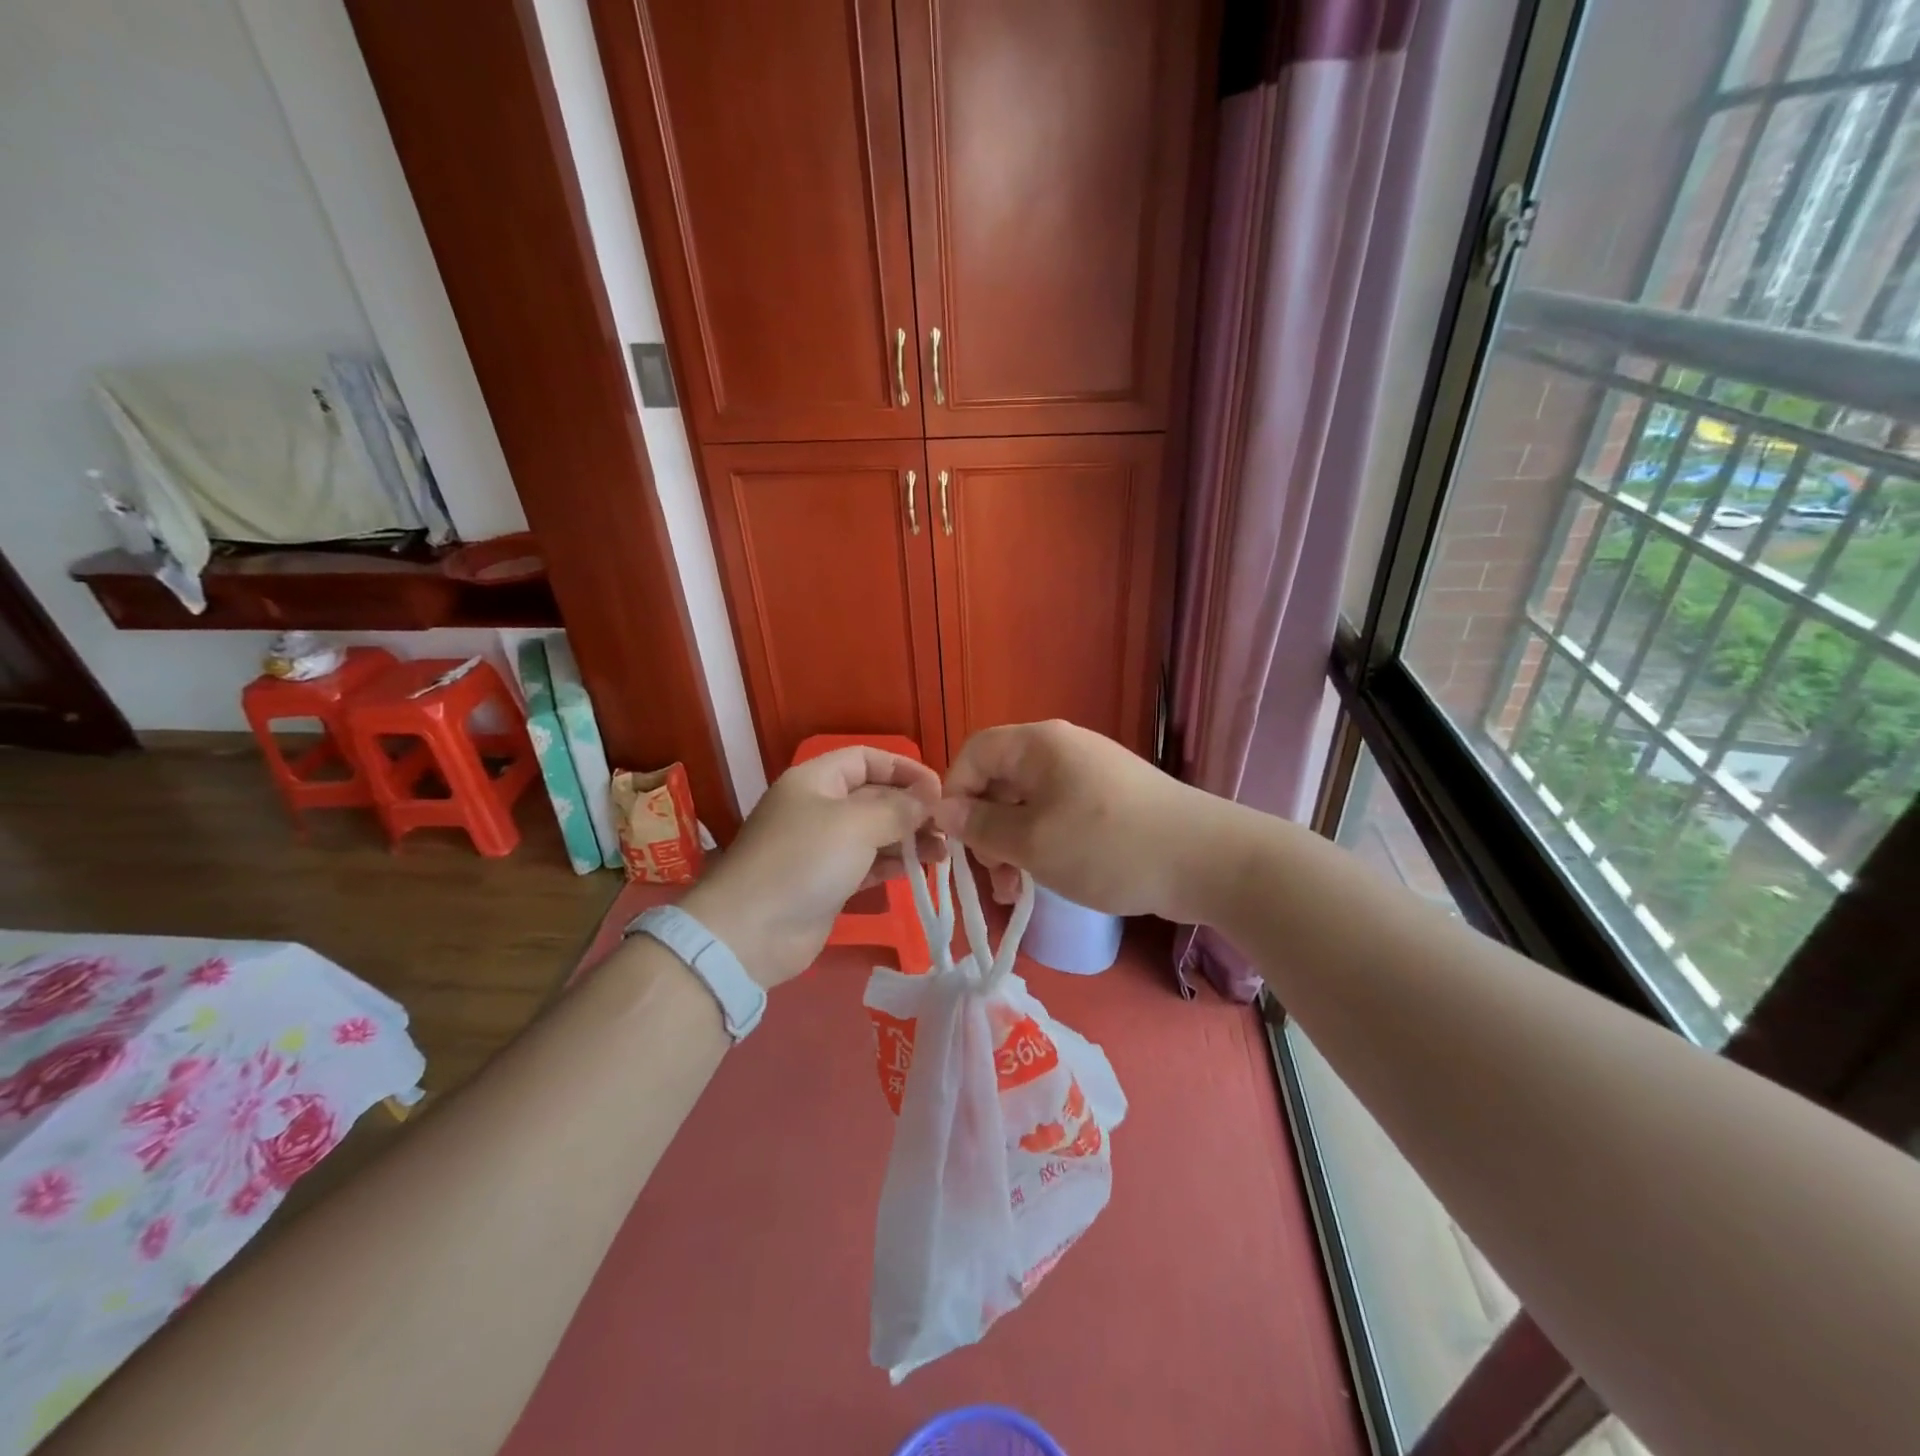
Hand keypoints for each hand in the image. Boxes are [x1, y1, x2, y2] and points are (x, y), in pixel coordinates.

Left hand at [679, 746, 942, 986]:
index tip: (938, 790)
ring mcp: (823, 847)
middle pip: (874, 796)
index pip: (867, 759)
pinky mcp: (829, 882)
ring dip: (909, 838)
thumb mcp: (856, 824)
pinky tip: (922, 869)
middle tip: (948, 826)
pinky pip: (869, 864)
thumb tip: (930, 796)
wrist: (750, 932)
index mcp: (817, 780)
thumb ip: (898, 808)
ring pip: (875, 833)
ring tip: (944, 852)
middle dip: (912, 808)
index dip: (903, 768)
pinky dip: (894, 864)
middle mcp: (820, 808)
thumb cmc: (803, 860)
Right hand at [932, 720, 1232, 921]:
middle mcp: (1061, 750)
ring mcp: (1088, 774)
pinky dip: (1043, 845)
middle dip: (986, 829)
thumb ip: (982, 826)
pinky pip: (1058, 816)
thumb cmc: (1108, 846)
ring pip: (1028, 805)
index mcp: (1039, 745)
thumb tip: (944, 811)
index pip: (974, 752)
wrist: (1206, 860)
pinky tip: (1045, 882)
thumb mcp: (1034, 842)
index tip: (955, 841)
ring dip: (1013, 845)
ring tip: (1015, 892)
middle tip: (994, 875)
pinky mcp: (1108, 801)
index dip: (955, 794)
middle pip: (1000, 780)